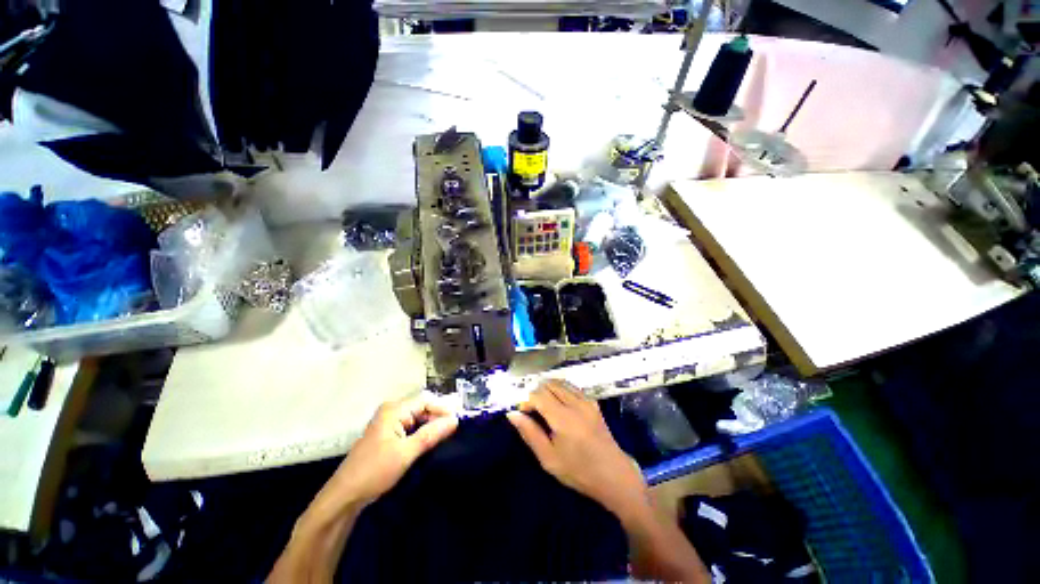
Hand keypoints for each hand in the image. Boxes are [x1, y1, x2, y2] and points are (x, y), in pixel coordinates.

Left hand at [322, 394, 458, 508]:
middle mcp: (391, 411)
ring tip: (445, 438)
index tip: (457, 423)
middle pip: (422, 407)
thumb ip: (431, 434)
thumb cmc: (374, 471)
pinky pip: (411, 427)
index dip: (442, 409)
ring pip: (417, 418)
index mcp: (394, 410)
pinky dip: (422, 433)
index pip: (425, 400)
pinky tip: (430, 443)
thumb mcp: (406, 453)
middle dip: (437, 418)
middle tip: (453, 432)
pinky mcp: (388, 435)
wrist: (345, 496)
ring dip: (431, 426)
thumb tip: (455, 420)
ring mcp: (388, 423)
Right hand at [507, 380, 648, 519]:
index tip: (524, 414)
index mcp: (563, 418)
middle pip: (549, 384)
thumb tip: (512, 414)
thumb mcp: (549, 458)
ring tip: (545, 407)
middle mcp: (575, 403)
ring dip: (548, 389)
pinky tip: (560, 405)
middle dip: (537, 393)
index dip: (527, 401)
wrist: (614, 475)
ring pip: (560, 382)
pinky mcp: (593, 402)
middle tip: (533, 411)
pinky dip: (561, 390)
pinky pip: (572, 387)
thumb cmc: (578, 471)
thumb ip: (530, 433)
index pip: (538, 394)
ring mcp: (586, 400)